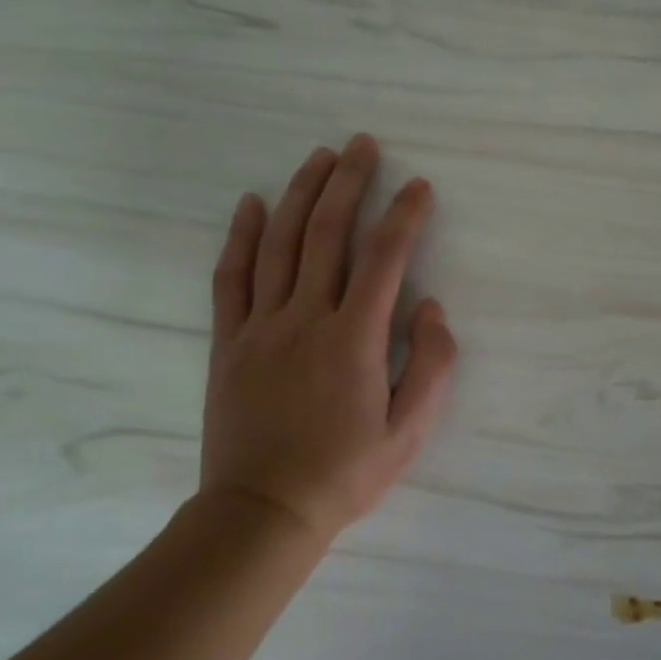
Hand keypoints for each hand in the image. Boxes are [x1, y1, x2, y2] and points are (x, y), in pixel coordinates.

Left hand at [199, 134, 457, 543]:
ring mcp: (261, 326)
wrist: (262, 513)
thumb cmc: (346, 473)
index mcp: (354, 339)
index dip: (404, 215)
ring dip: (301, 193)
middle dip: (349, 183)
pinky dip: (241, 235)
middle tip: (362, 146)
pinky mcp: (229, 341)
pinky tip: (252, 203)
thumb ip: (431, 364)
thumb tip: (430, 306)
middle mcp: (306, 319)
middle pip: (327, 233)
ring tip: (319, 156)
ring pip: (280, 243)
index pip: (385, 258)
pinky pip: (231, 277)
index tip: (419, 186)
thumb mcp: (411, 431)